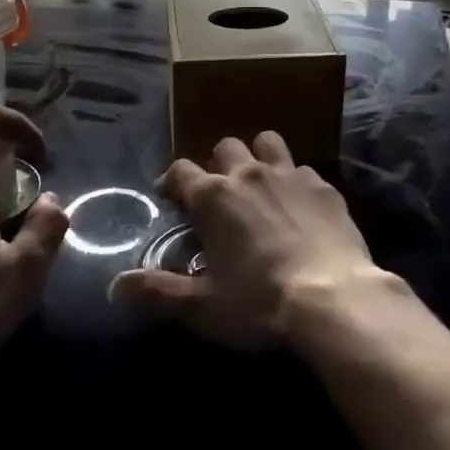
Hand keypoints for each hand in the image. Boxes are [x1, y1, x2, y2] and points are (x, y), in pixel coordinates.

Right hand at [110, 131, 387, 348]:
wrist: (333, 299)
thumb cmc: (259, 303)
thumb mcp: (202, 307)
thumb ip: (158, 292)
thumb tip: (116, 286)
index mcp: (213, 196)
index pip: (180, 170)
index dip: (172, 181)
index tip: (171, 196)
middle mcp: (247, 173)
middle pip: (224, 146)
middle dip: (217, 163)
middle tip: (220, 194)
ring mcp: (288, 174)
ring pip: (266, 142)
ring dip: (258, 156)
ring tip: (260, 184)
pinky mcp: (322, 185)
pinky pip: (302, 169)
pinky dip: (295, 182)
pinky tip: (300, 207)